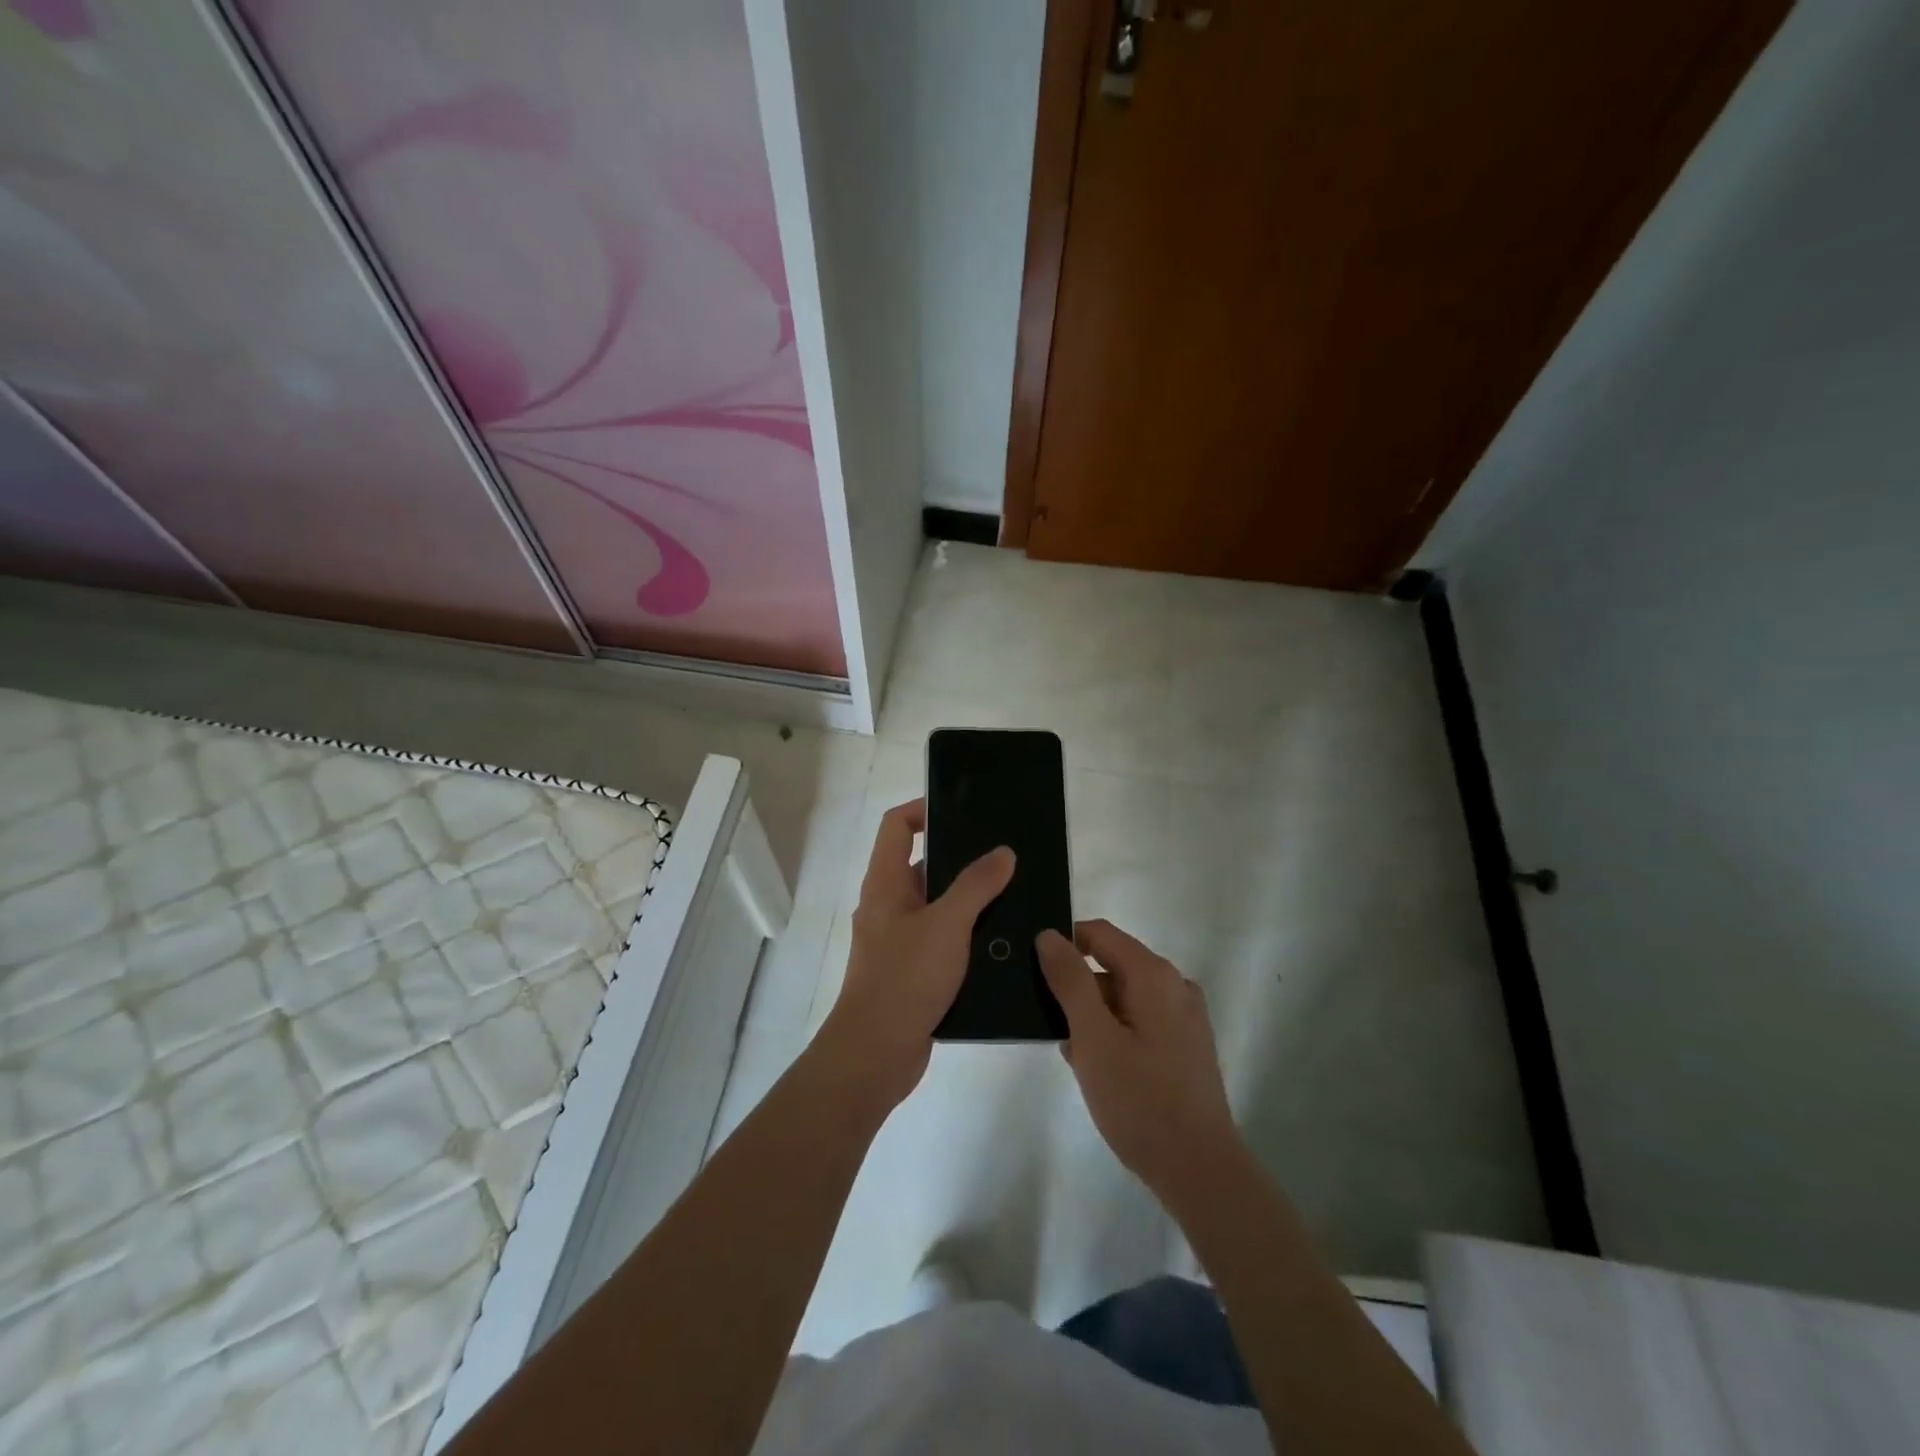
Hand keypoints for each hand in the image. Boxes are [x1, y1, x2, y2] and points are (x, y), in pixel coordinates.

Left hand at [820, 799, 1014, 1109]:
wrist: (875, 1055)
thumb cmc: (904, 978)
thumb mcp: (946, 925)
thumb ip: (976, 885)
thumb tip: (1003, 852)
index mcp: (885, 883)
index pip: (897, 826)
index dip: (924, 809)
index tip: (964, 811)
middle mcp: (888, 905)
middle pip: (922, 864)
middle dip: (961, 857)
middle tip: (1006, 854)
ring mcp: (899, 940)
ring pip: (937, 905)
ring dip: (970, 899)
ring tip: (1015, 893)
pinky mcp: (913, 971)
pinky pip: (943, 939)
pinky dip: (968, 934)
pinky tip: (1003, 940)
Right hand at [1037, 920, 1241, 1202]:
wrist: (1199, 1171)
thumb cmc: (1140, 1100)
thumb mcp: (1093, 1037)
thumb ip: (1069, 980)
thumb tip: (1048, 935)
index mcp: (1153, 975)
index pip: (1099, 934)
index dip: (1063, 943)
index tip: (1032, 970)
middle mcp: (1174, 985)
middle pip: (1112, 965)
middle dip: (1076, 987)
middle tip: (1047, 1023)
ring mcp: (1184, 1017)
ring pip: (1124, 996)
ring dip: (1092, 1015)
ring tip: (1068, 1052)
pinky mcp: (1185, 1045)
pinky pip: (1139, 1021)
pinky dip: (1113, 1032)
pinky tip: (1096, 1069)